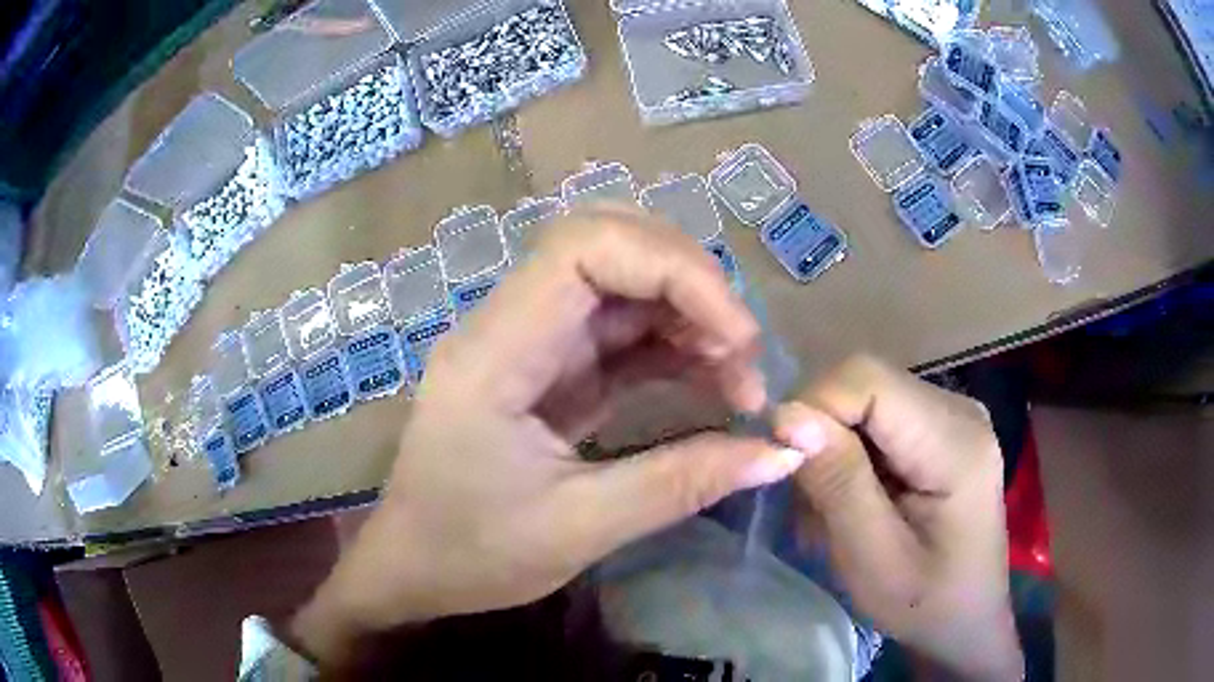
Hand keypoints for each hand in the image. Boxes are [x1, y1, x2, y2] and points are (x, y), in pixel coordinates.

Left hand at [292, 208, 806, 667]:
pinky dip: (674, 348)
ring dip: (690, 317)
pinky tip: (713, 384)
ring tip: (739, 380)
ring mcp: (531, 344)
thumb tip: (782, 453)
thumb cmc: (470, 554)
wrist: (413, 569)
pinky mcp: (550, 370)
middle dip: (690, 284)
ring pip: (622, 285)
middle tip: (742, 353)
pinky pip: (621, 333)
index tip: (736, 339)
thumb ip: (683, 483)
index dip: (675, 268)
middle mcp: (510, 326)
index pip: (585, 246)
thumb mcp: (579, 529)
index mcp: (495, 351)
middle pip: (608, 245)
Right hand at [773, 356, 1023, 681]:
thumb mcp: (874, 560)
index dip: (815, 407)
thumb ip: (838, 484)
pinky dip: (852, 454)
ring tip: (831, 510)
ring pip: (866, 398)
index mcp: (955, 441)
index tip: (784, 465)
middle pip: (866, 383)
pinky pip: (879, 417)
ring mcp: (953, 414)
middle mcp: (959, 408)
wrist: (966, 616)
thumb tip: (787, 415)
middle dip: (822, 434)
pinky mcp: (941, 426)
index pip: (867, 379)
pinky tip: (855, 498)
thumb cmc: (924, 603)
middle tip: (808, 502)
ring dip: (834, 448)